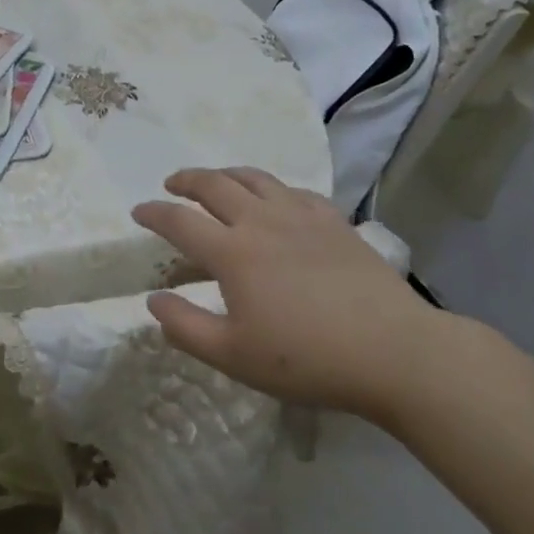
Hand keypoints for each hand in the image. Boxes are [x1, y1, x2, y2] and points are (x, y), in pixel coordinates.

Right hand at [135, 167, 447, 421]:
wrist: (395, 352)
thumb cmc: (308, 358)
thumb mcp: (234, 356)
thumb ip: (185, 327)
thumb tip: (153, 299)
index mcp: (231, 252)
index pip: (178, 221)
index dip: (153, 213)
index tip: (138, 212)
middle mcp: (260, 221)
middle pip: (213, 185)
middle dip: (186, 180)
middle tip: (172, 184)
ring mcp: (300, 216)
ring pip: (254, 178)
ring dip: (226, 174)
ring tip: (216, 181)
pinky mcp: (334, 221)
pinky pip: (294, 191)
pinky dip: (272, 188)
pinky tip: (275, 200)